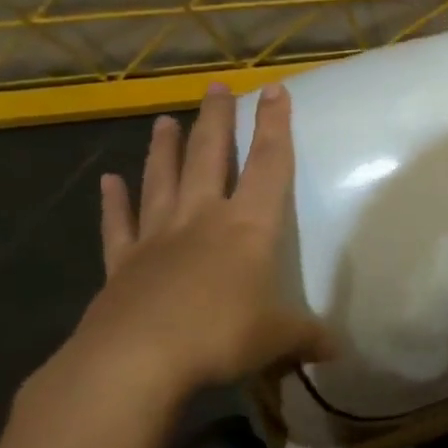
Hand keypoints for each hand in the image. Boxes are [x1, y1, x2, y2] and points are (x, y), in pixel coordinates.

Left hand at [60, 83, 328, 410]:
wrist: (135, 361)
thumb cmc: (220, 337)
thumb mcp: (278, 339)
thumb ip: (308, 337)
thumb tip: (337, 351)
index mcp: (248, 228)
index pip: (269, 166)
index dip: (275, 127)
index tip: (274, 90)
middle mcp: (202, 219)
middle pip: (210, 157)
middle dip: (217, 120)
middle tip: (217, 86)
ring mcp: (157, 238)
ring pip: (163, 180)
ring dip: (165, 148)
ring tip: (164, 120)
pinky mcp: (123, 264)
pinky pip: (118, 225)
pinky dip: (114, 202)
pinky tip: (109, 181)